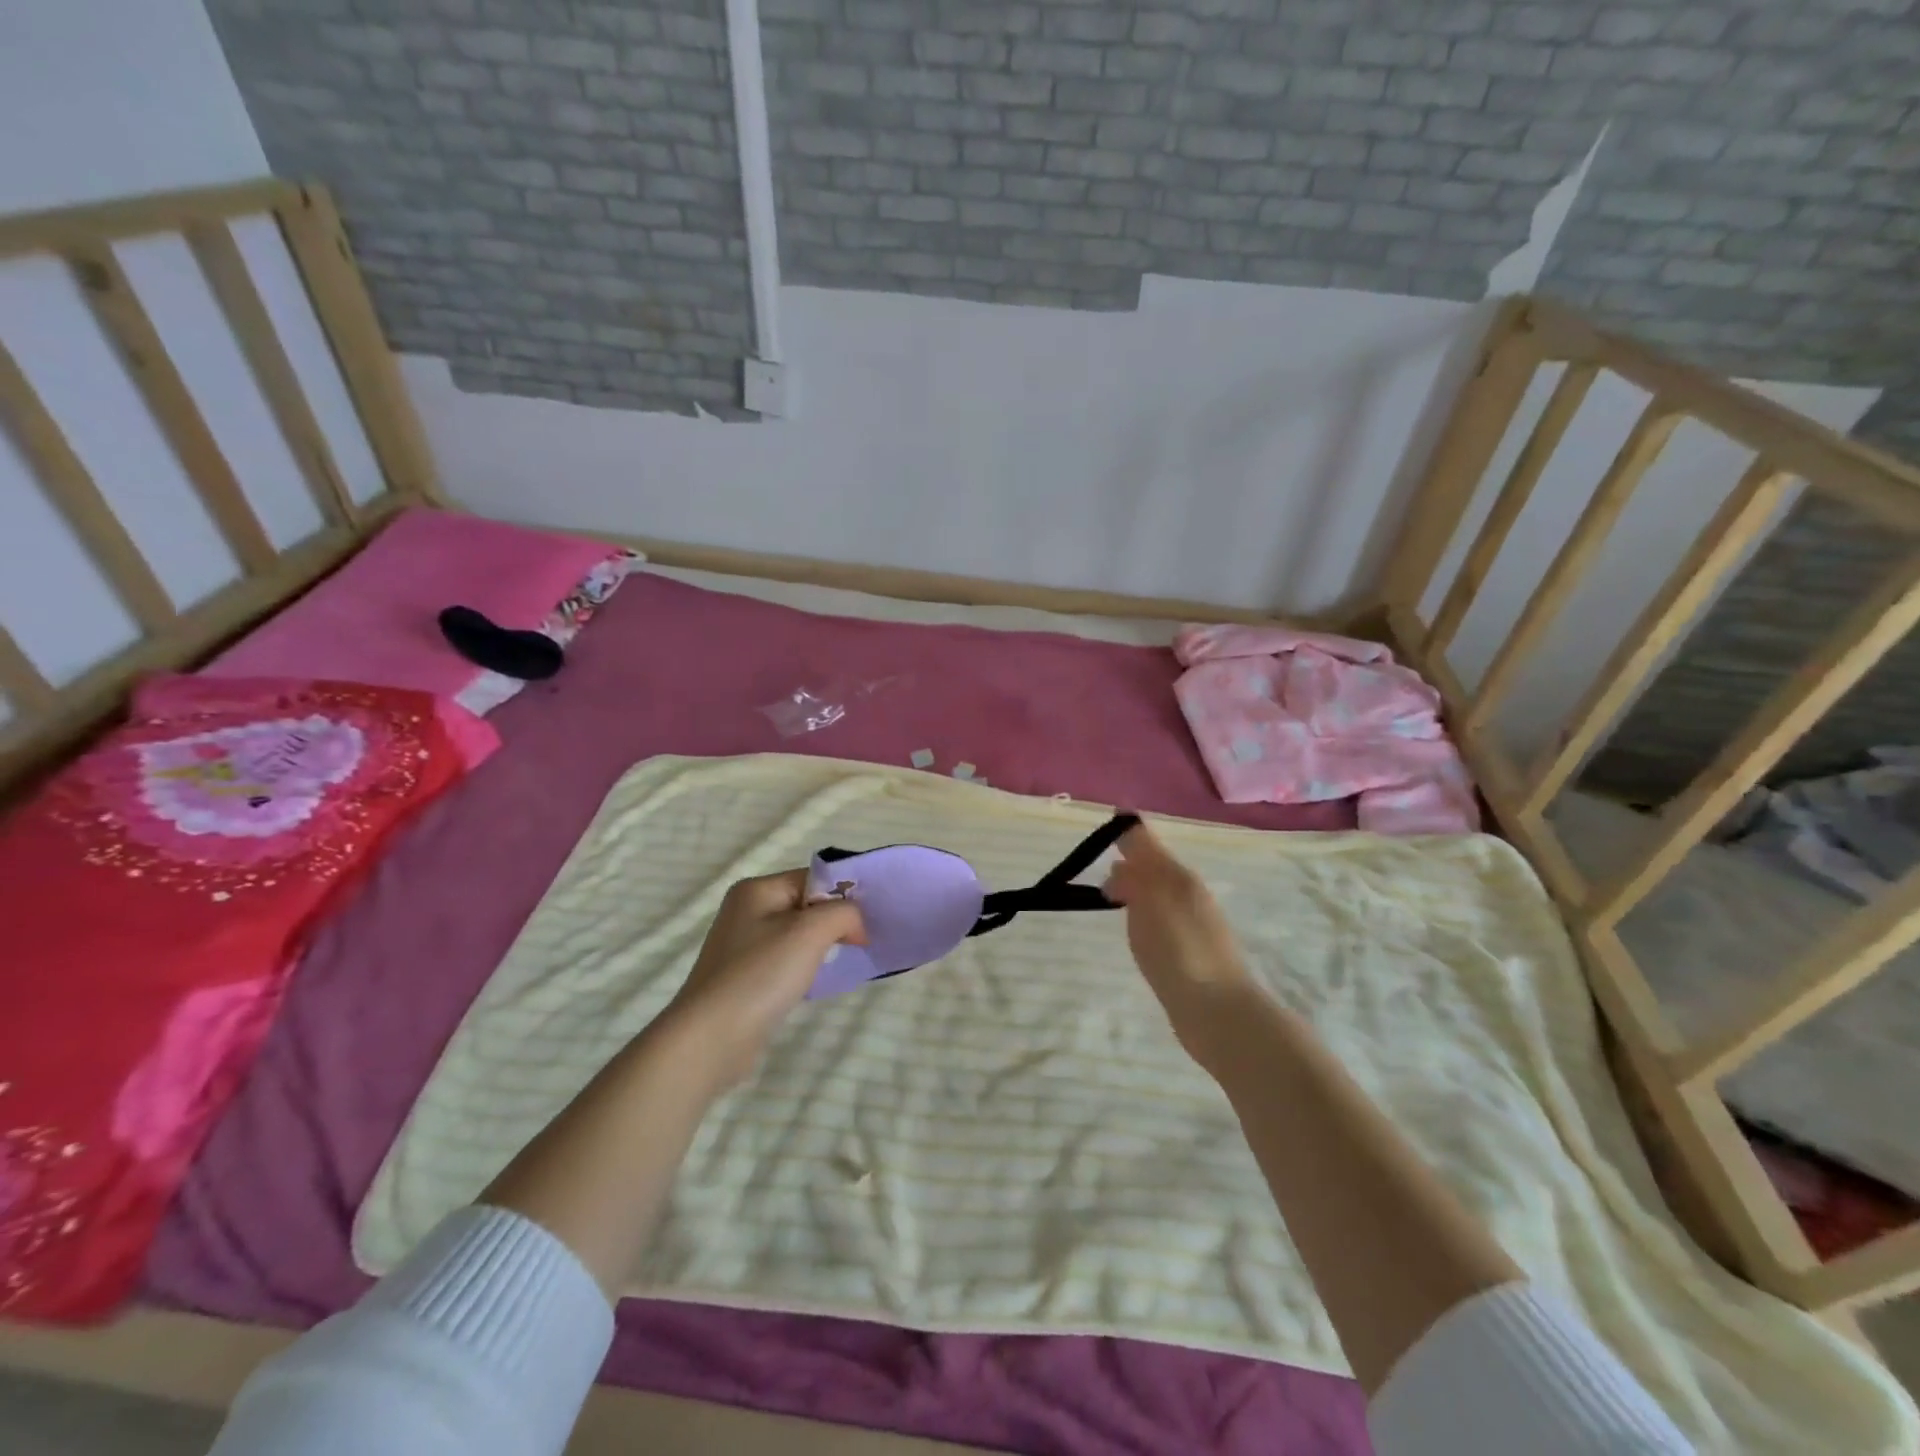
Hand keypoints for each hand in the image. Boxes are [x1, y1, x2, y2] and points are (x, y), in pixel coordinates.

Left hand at [665, 869, 866, 1086]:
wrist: (711, 1039)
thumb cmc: (761, 974)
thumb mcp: (810, 932)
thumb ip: (843, 913)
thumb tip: (857, 924)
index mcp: (757, 889)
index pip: (814, 878)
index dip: (845, 895)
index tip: (871, 921)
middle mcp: (747, 911)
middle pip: (807, 905)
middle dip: (836, 921)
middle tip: (864, 941)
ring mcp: (744, 946)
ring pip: (799, 935)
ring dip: (824, 946)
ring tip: (846, 960)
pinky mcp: (746, 978)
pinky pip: (787, 961)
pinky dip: (807, 968)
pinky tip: (818, 983)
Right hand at [1103, 820, 1257, 1071]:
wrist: (1219, 1013)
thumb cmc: (1179, 951)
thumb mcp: (1150, 903)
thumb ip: (1134, 877)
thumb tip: (1121, 866)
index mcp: (1180, 877)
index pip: (1149, 843)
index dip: (1129, 832)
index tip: (1109, 823)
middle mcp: (1191, 894)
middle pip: (1157, 867)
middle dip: (1133, 861)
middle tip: (1105, 863)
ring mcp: (1195, 925)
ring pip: (1161, 894)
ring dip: (1139, 889)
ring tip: (1114, 896)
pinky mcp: (1193, 954)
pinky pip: (1164, 920)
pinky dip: (1147, 916)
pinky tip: (1138, 932)